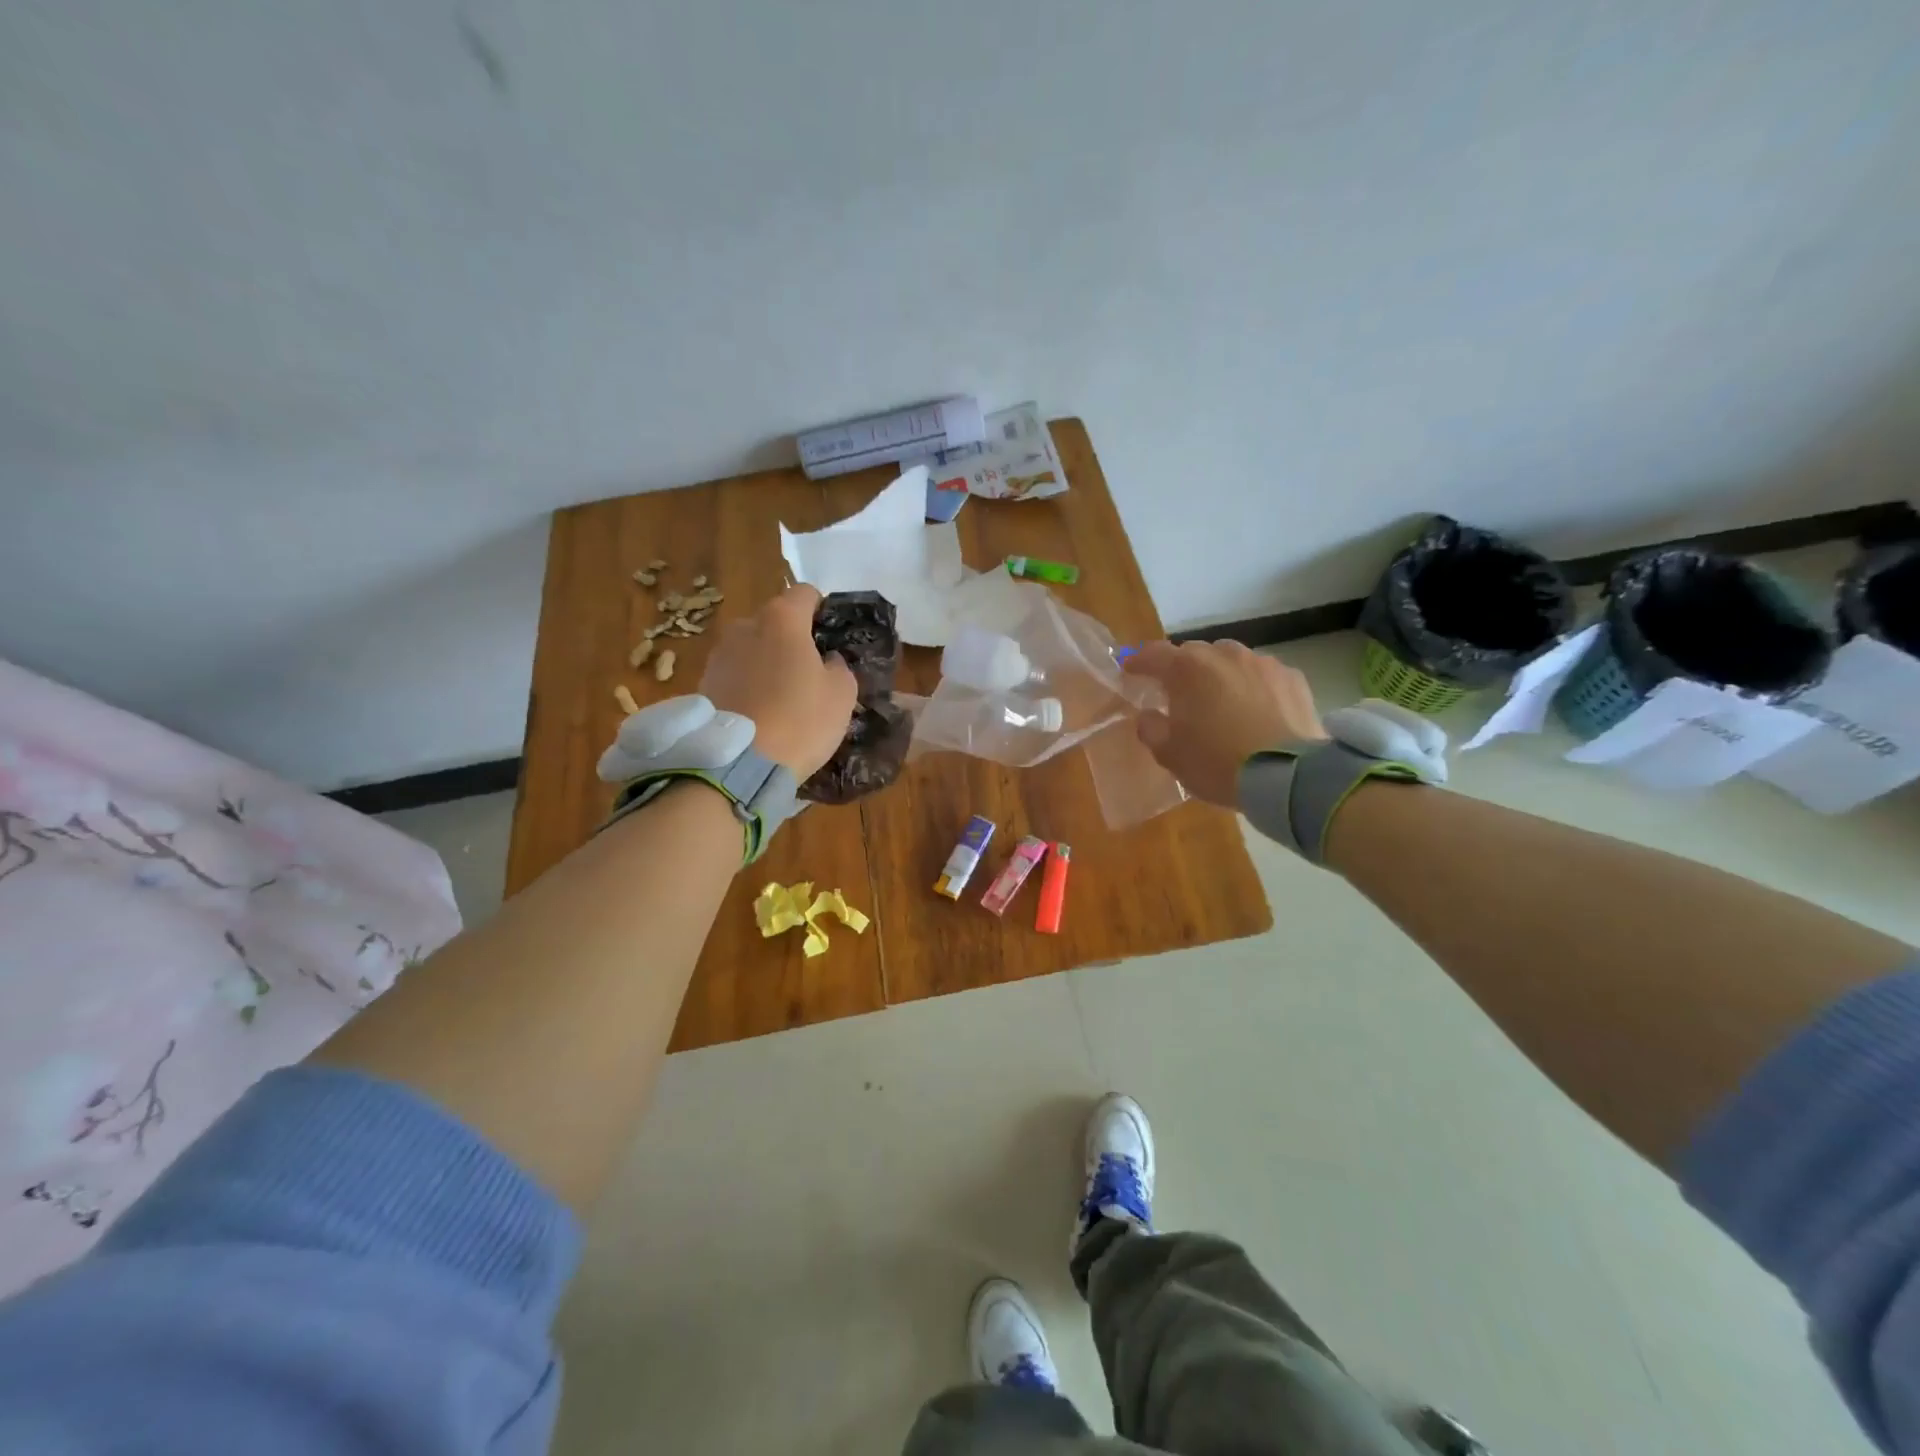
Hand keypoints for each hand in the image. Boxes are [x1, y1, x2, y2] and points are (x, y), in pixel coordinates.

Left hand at [700, 585, 856, 777]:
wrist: (737, 765)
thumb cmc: (800, 720)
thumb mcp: (842, 694)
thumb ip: (839, 667)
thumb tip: (827, 661)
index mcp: (781, 619)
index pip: (805, 593)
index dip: (821, 609)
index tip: (830, 633)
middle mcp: (744, 627)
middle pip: (774, 621)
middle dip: (791, 639)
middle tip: (808, 672)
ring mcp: (718, 656)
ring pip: (751, 649)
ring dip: (766, 664)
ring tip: (781, 698)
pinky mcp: (702, 685)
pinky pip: (734, 676)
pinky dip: (747, 686)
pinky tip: (760, 714)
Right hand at [1122, 639, 1325, 806]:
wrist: (1287, 776)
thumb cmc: (1217, 763)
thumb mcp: (1170, 754)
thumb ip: (1151, 728)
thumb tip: (1148, 715)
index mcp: (1187, 669)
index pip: (1152, 654)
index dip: (1138, 662)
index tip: (1129, 672)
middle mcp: (1224, 654)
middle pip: (1194, 653)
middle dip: (1182, 670)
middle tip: (1178, 694)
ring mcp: (1262, 663)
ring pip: (1231, 660)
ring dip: (1219, 675)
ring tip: (1219, 701)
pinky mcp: (1293, 678)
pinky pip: (1262, 675)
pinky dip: (1252, 686)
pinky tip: (1255, 710)